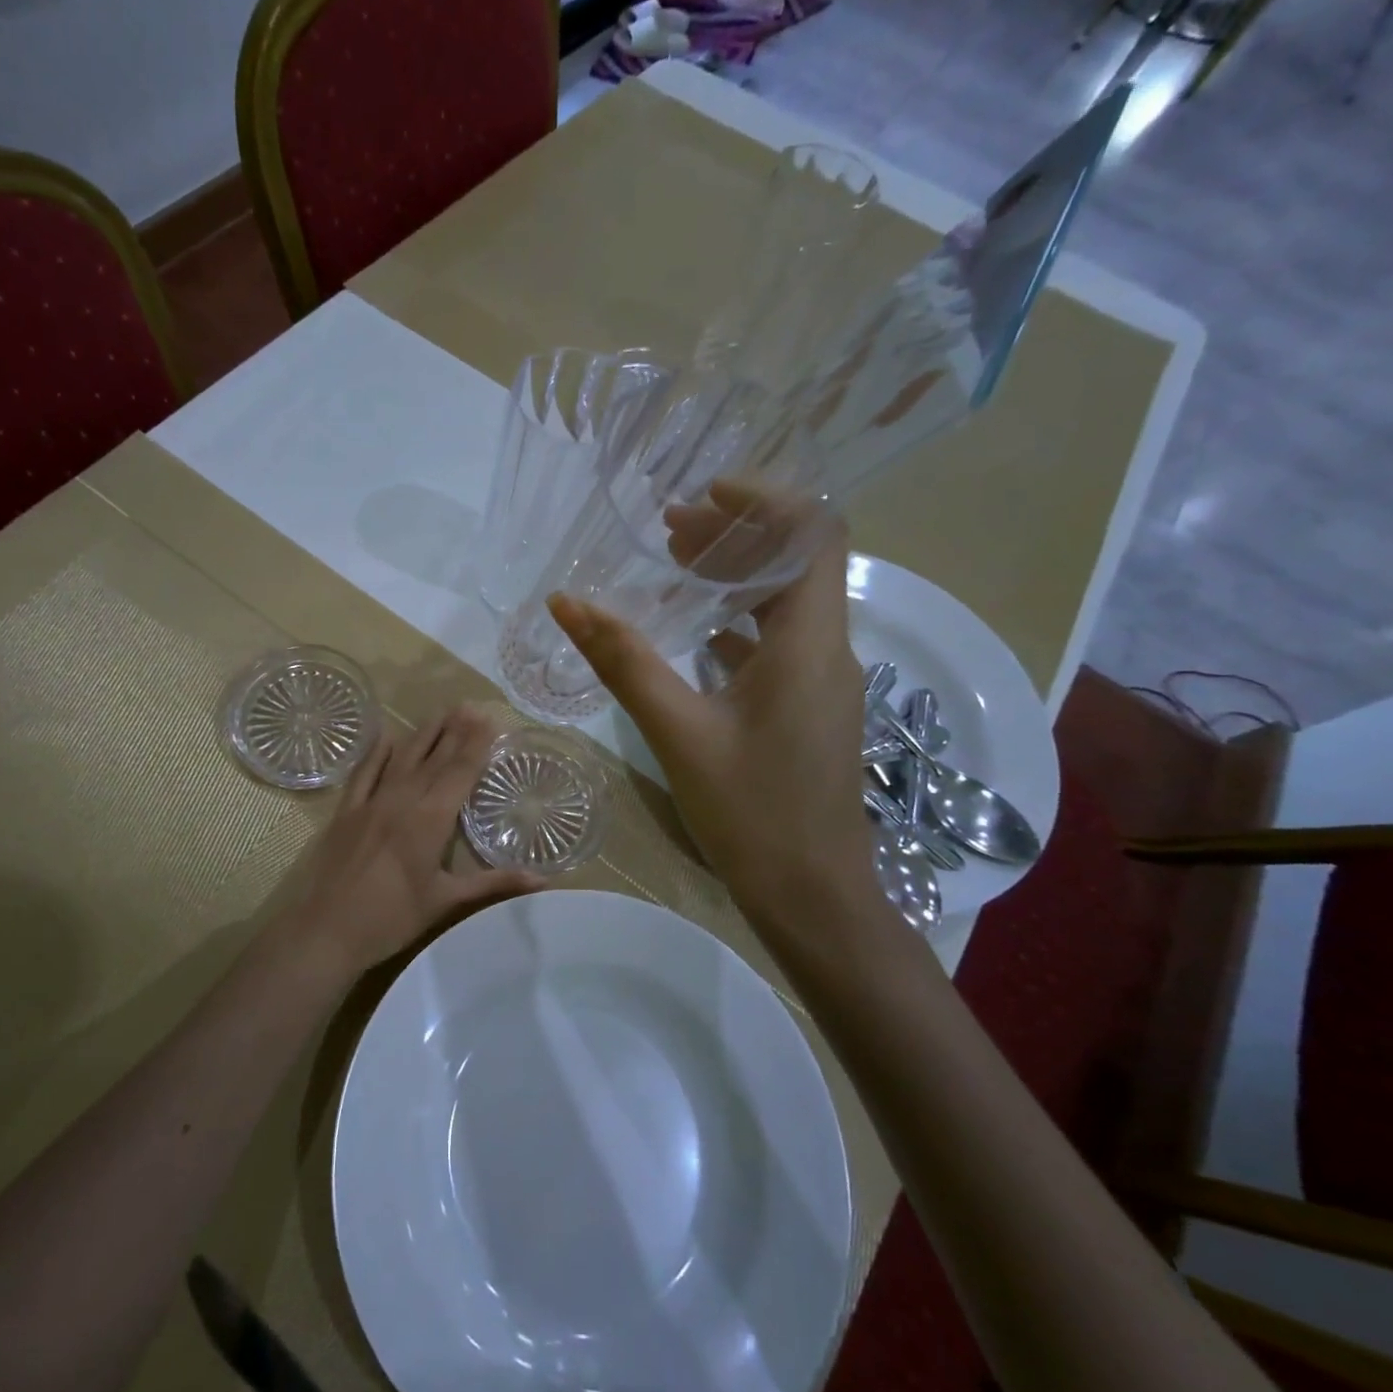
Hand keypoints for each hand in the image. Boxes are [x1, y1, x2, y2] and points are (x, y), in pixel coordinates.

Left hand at [280, 705, 542, 977]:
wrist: (327, 930)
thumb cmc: (392, 918)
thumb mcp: (447, 901)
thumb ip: (494, 884)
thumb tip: (543, 880)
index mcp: (431, 819)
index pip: (460, 772)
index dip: (476, 744)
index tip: (490, 719)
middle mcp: (403, 799)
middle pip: (434, 757)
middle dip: (454, 730)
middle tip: (470, 706)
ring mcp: (371, 802)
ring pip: (402, 757)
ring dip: (423, 733)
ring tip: (440, 712)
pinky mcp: (347, 811)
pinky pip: (364, 772)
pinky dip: (376, 752)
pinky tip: (386, 735)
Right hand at [548, 483, 886, 957]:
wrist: (813, 896)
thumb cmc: (751, 813)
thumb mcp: (678, 732)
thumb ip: (623, 661)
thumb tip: (565, 602)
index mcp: (809, 643)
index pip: (815, 534)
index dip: (766, 500)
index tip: (703, 494)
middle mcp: (827, 648)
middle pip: (796, 561)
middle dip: (736, 534)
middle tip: (669, 530)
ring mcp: (821, 680)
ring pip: (785, 601)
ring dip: (735, 576)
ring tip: (673, 565)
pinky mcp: (807, 706)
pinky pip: (777, 640)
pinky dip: (736, 620)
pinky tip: (691, 631)